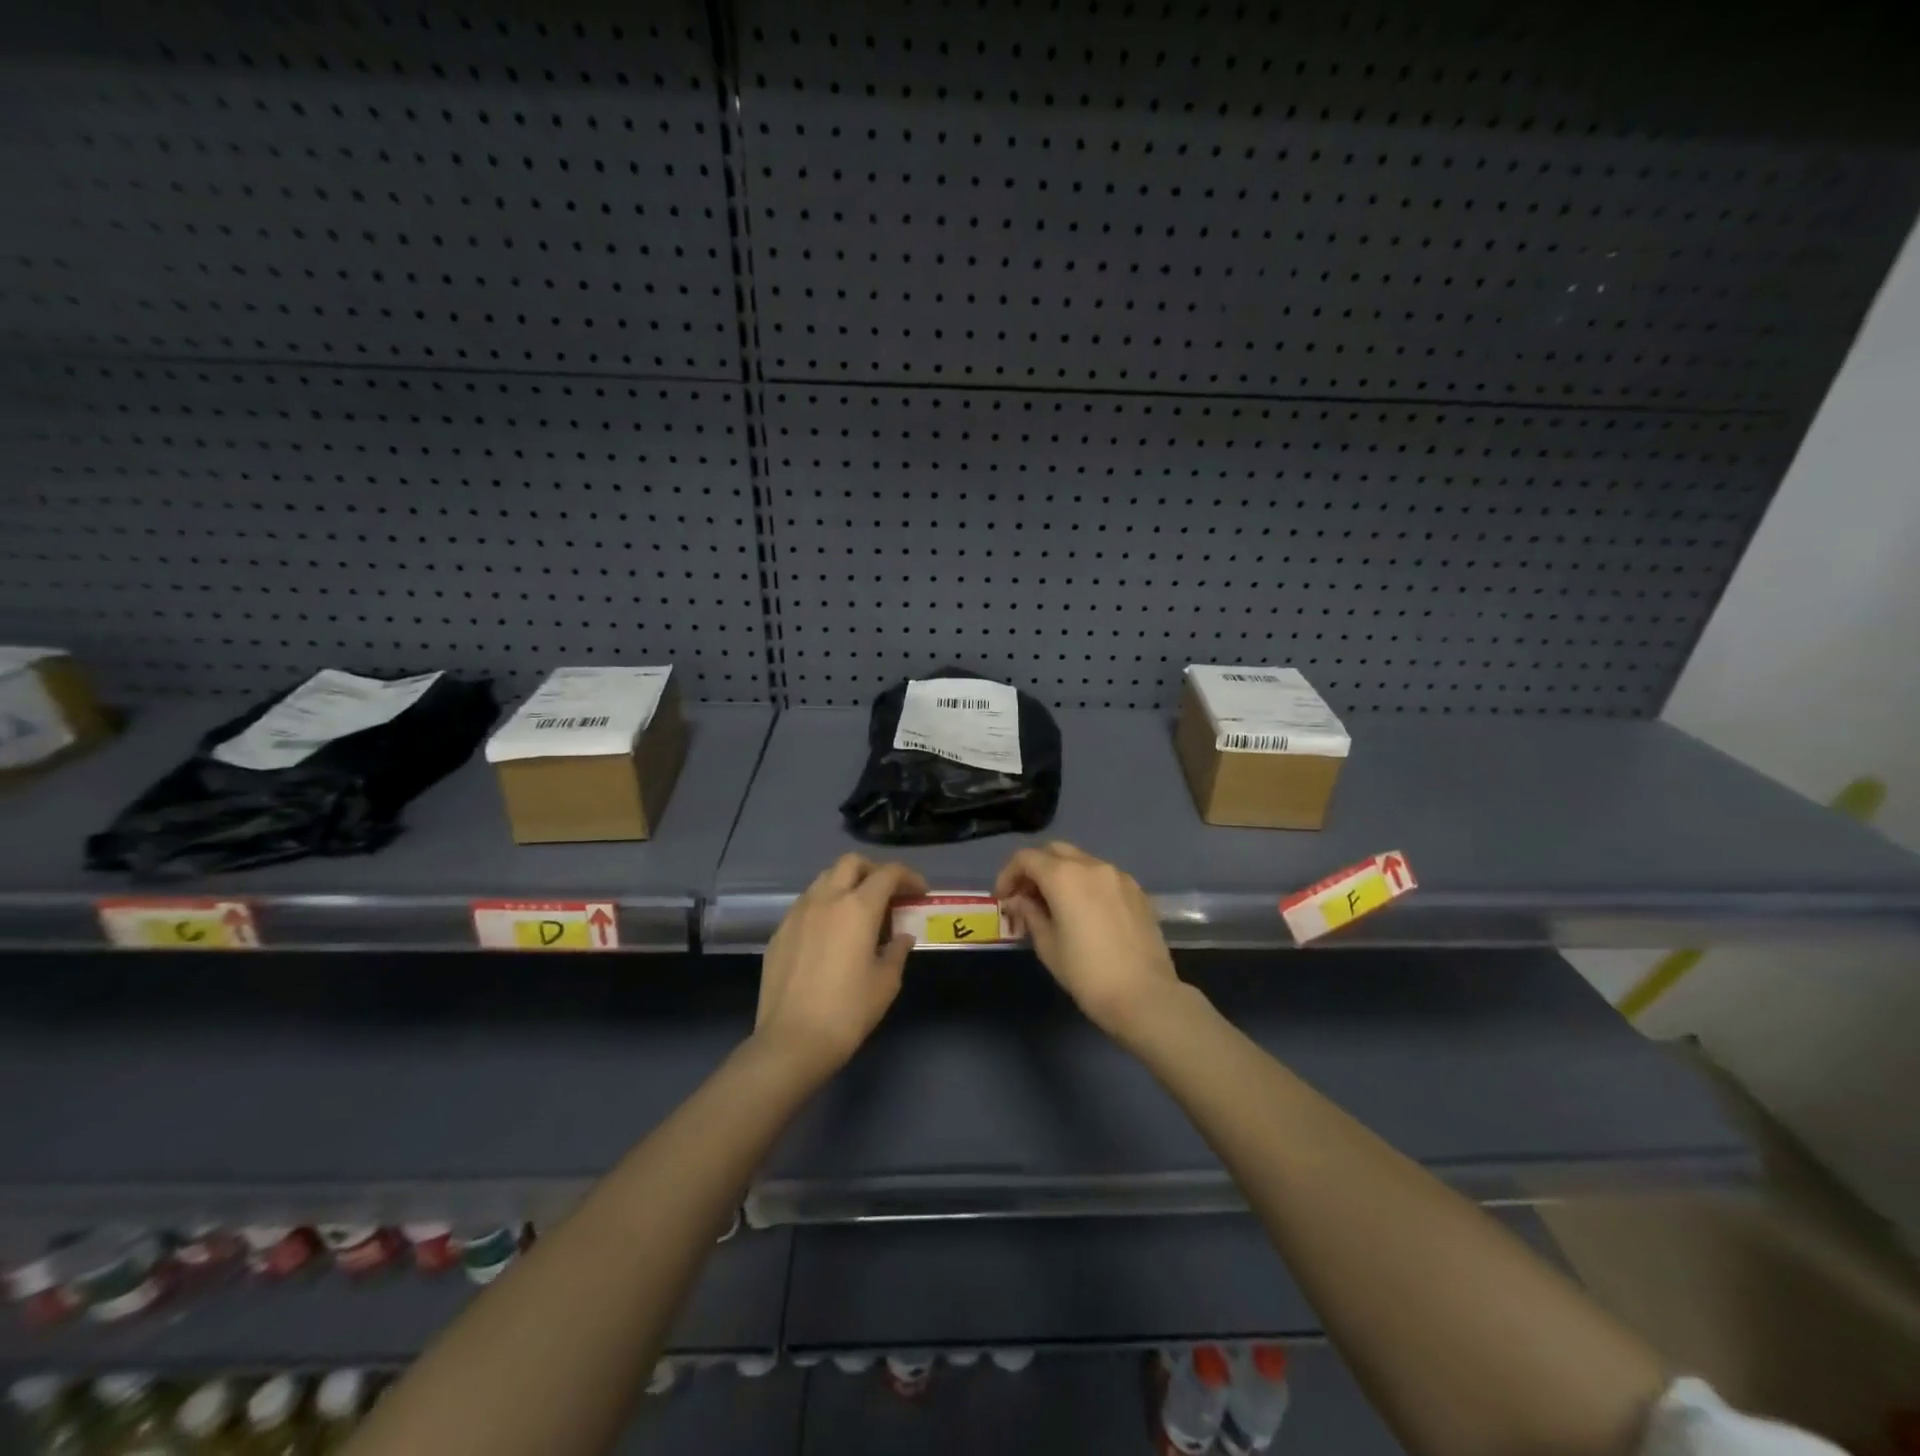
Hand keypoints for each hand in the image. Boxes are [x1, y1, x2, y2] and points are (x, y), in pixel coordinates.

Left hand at [755, 854, 926, 1079]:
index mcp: (857, 908)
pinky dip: (825, 905)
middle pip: (851, 863)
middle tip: (888, 894)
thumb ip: (897, 951)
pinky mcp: (780, 931)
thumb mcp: (886, 982)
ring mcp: (797, 913)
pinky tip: (831, 933)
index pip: (887, 873)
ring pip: (825, 879)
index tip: (920, 892)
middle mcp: (826, 899)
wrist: (791, 1041)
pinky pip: (806, 903)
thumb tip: (902, 936)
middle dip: (874, 870)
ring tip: (859, 911)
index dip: (908, 877)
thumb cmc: (848, 1011)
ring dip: (846, 884)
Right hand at [995, 842, 1183, 1044]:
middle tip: (1026, 897)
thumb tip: (1019, 901)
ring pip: (1081, 861)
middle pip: (1054, 851)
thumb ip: (1030, 913)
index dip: (1008, 875)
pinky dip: (1085, 883)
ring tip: (1054, 905)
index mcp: (1064, 876)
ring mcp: (1119, 876)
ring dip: (1061, 874)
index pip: (1026, 858)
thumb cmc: (1087, 974)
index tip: (1003, 899)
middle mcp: (1092, 866)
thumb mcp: (1047, 945)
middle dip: (1035, 868)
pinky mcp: (1137, 891)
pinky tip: (1084, 912)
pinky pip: (1102, 876)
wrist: (1145, 996)